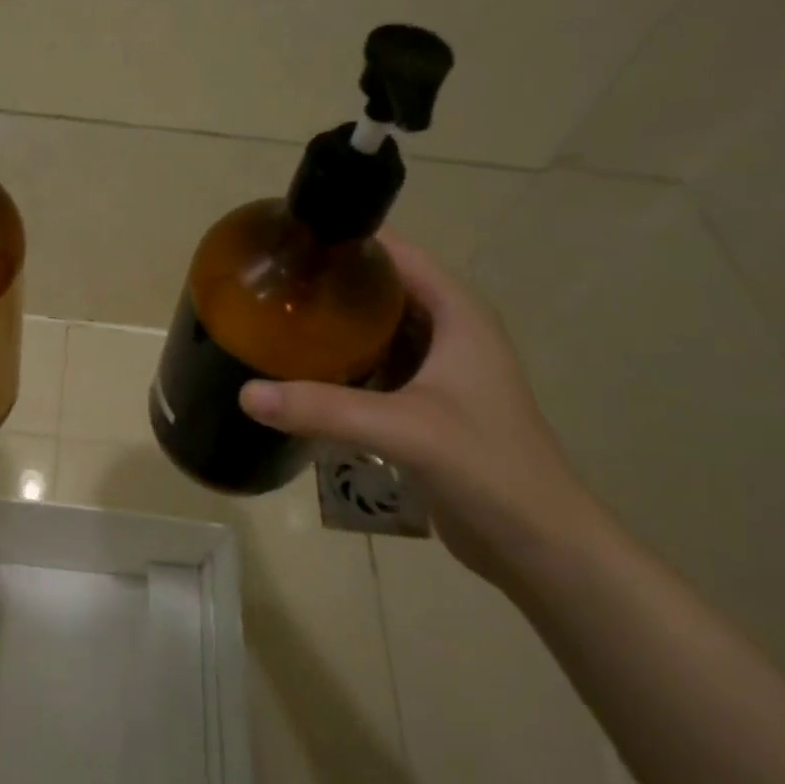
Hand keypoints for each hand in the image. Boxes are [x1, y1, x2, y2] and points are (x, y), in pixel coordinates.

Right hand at [238, 231, 601, 582]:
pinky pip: (377, 368)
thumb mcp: (404, 429)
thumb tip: (246, 393)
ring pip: (379, 331)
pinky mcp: (428, 406)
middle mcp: (451, 333)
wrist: (538, 545)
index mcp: (458, 315)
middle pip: (384, 290)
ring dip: (336, 325)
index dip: (350, 240)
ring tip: (278, 319)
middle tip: (272, 283)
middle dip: (332, 284)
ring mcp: (441, 372)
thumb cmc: (486, 467)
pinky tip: (304, 371)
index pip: (400, 255)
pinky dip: (344, 364)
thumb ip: (324, 409)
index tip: (292, 238)